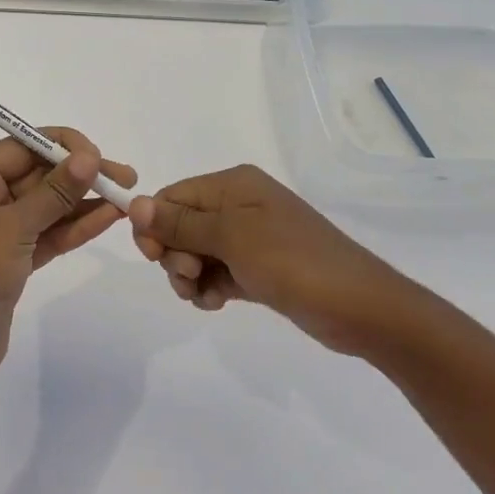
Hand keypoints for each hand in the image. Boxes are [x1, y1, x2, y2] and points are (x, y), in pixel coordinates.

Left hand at [0, 128, 138, 398]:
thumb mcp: (14, 227)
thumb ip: (54, 192)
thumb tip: (88, 158)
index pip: (20, 147)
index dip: (60, 145)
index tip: (97, 154)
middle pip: (37, 175)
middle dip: (79, 174)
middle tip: (125, 176)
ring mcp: (0, 232)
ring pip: (48, 206)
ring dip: (85, 200)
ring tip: (127, 196)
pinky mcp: (14, 260)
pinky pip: (49, 233)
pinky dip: (76, 226)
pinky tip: (109, 218)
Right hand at [128, 165, 430, 354]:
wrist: (361, 308)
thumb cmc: (293, 262)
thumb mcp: (231, 237)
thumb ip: (180, 222)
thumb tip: (133, 202)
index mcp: (233, 185)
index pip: (172, 196)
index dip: (155, 226)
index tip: (155, 257)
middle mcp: (238, 205)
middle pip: (180, 225)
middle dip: (174, 254)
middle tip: (189, 277)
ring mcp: (250, 238)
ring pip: (195, 253)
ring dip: (189, 276)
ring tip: (204, 296)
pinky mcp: (258, 268)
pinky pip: (217, 272)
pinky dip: (209, 288)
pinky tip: (217, 304)